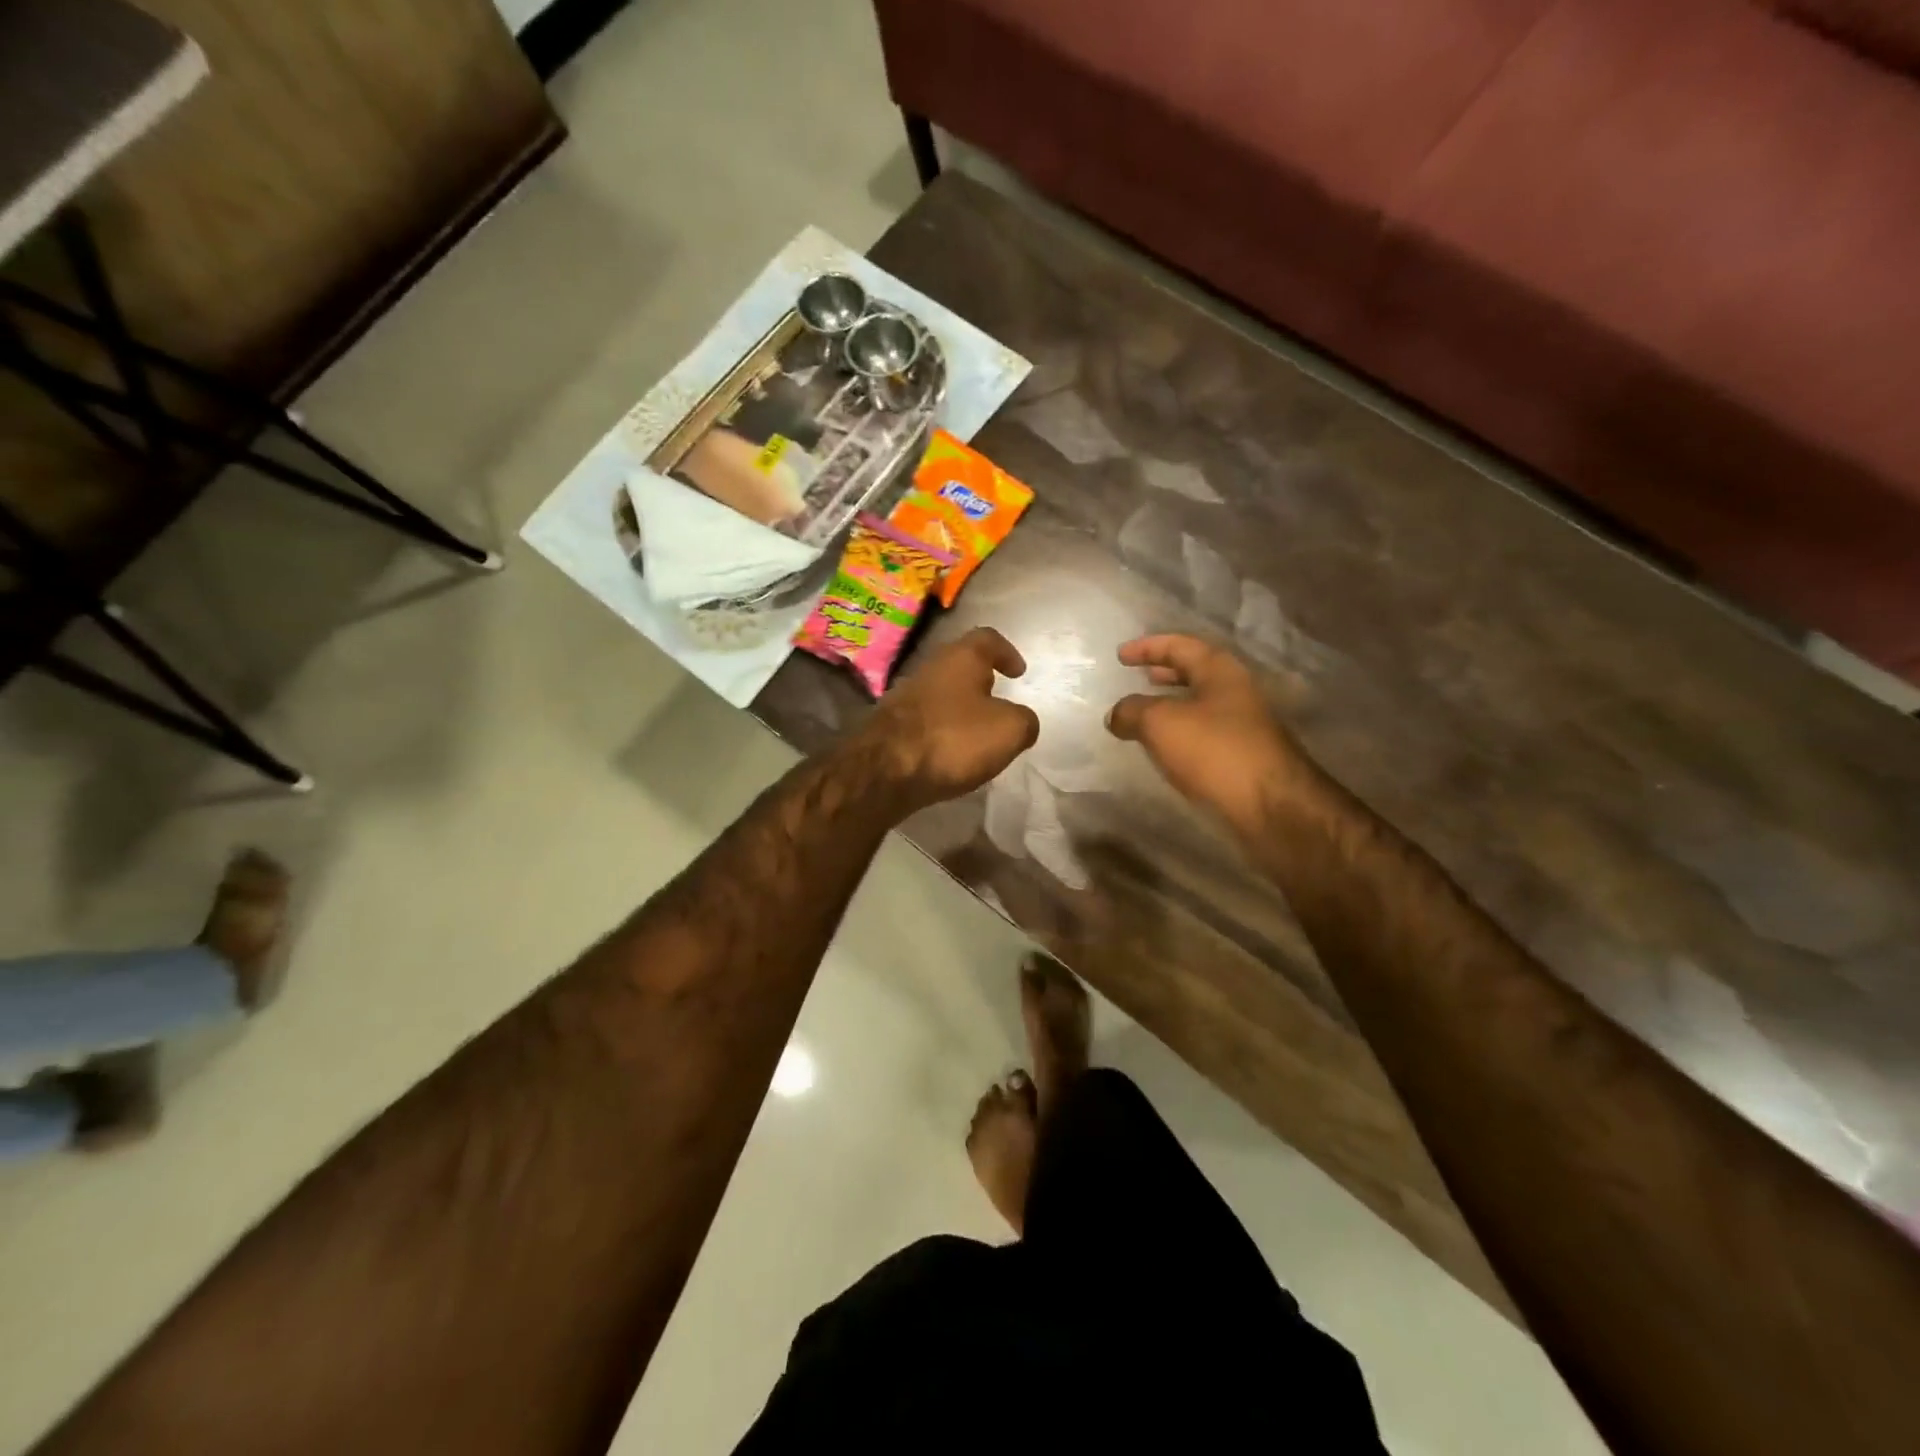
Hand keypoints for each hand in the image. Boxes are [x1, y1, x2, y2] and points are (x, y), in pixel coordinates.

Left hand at [857, 627, 1039, 812]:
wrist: (886, 770)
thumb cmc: (954, 739)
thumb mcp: (1010, 731)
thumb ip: (1025, 720)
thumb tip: (1021, 721)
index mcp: (961, 657)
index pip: (988, 639)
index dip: (1007, 652)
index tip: (1018, 672)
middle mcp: (930, 667)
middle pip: (960, 665)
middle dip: (980, 680)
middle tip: (998, 701)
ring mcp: (905, 694)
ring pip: (940, 692)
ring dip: (959, 707)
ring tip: (976, 733)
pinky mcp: (890, 723)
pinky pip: (924, 719)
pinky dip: (941, 729)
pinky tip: (949, 751)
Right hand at [1106, 634, 1311, 838]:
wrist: (1271, 806)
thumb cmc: (1215, 750)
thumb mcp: (1161, 723)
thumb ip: (1132, 711)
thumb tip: (1115, 714)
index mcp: (1219, 671)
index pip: (1179, 645)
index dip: (1147, 647)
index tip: (1120, 655)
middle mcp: (1235, 691)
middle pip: (1196, 672)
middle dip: (1166, 671)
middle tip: (1140, 676)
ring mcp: (1243, 725)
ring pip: (1201, 703)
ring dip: (1173, 703)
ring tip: (1147, 712)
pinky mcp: (1243, 755)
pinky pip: (1205, 732)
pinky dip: (1182, 731)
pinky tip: (1167, 747)